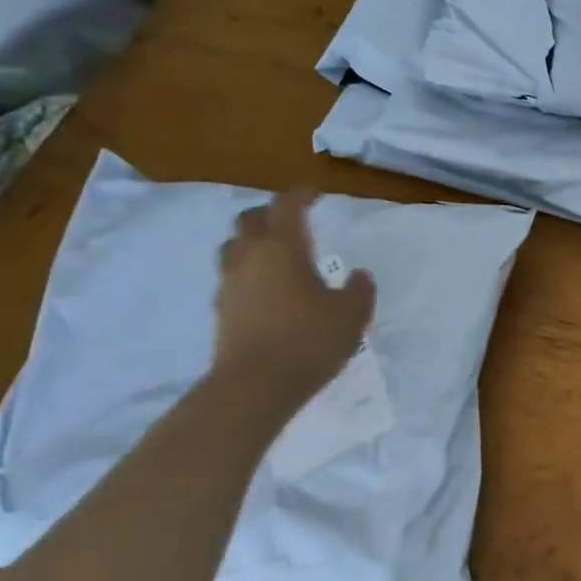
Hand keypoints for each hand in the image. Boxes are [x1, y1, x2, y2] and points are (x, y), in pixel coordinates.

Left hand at [212, 190, 375, 403]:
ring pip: (233, 248)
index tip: (315, 195)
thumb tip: (358, 275)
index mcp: (282, 248)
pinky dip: (248, 274)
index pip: (286, 206)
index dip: (300, 196)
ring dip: (252, 243)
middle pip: (249, 220)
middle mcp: (250, 258)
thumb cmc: (308, 340)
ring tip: (275, 255)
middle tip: (291, 222)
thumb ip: (359, 290)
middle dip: (269, 215)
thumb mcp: (351, 314)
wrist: (255, 386)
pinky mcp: (221, 311)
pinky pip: (232, 278)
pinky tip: (267, 291)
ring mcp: (230, 284)